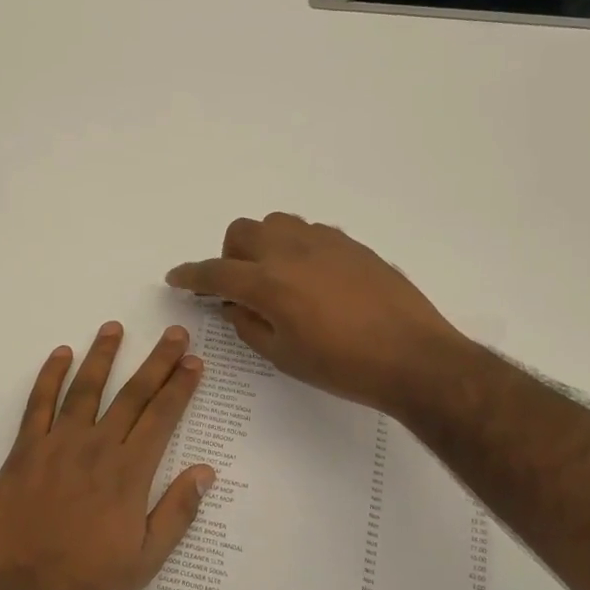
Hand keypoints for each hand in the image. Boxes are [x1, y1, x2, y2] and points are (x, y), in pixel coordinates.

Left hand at [0, 323, 214, 589]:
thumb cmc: (85, 584)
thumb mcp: (145, 561)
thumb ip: (176, 513)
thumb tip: (205, 471)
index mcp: (129, 473)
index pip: (162, 417)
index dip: (180, 386)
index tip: (194, 361)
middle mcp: (96, 448)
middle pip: (132, 394)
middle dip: (156, 361)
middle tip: (173, 333)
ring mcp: (56, 445)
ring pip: (85, 389)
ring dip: (102, 355)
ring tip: (114, 328)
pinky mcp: (23, 452)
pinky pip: (37, 404)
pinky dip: (49, 376)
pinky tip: (60, 355)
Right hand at [165, 212, 470, 412]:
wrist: (413, 357)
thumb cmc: (342, 366)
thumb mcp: (283, 356)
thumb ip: (249, 325)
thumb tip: (235, 306)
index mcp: (268, 283)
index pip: (215, 273)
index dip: (190, 276)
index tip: (176, 278)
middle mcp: (291, 251)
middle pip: (241, 232)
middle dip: (229, 256)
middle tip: (240, 287)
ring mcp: (324, 242)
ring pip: (276, 223)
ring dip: (263, 244)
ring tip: (277, 276)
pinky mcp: (352, 244)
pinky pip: (310, 232)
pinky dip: (296, 247)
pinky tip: (313, 277)